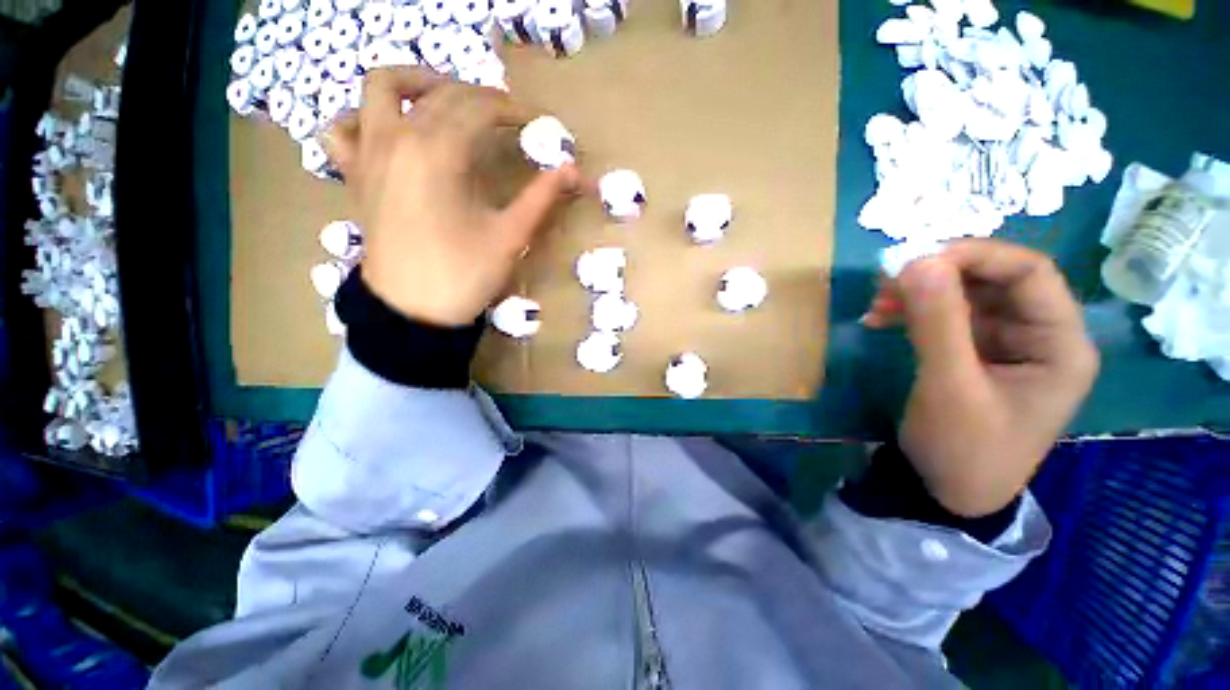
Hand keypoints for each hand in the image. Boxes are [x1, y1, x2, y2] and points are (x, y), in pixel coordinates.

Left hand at [325, 67, 580, 325]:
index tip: (535, 123)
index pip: (479, 108)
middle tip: (506, 119)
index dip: (511, 110)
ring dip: (417, 84)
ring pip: (382, 88)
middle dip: (479, 98)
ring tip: (445, 102)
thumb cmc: (464, 274)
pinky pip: (344, 127)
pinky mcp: (356, 174)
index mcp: (439, 152)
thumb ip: (541, 198)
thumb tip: (574, 170)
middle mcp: (398, 138)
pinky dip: (364, 117)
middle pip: (441, 94)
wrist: (413, 310)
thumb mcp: (510, 236)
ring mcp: (369, 153)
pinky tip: (388, 131)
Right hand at [864, 240, 1099, 516]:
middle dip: (940, 275)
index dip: (976, 257)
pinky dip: (912, 312)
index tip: (917, 260)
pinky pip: (947, 317)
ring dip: (920, 293)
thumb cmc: (964, 449)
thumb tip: (916, 261)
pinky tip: (880, 318)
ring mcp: (1006, 344)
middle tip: (886, 281)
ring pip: (967, 296)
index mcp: (1060, 344)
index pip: (1030, 273)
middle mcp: (1040, 336)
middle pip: (996, 281)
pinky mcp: (976, 354)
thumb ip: (937, 323)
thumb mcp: (950, 386)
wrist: (948, 493)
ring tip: (876, 302)